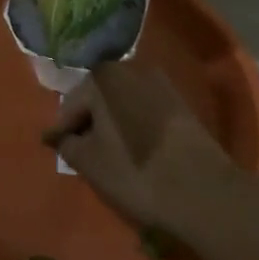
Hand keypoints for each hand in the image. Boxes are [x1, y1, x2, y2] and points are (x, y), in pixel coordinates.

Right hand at [43, 62, 237, 240]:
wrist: (204, 191)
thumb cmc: (136, 171)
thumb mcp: (89, 162)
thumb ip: (67, 144)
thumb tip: (63, 137)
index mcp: (102, 76)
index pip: (71, 104)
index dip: (62, 130)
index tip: (55, 148)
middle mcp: (129, 69)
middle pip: (97, 99)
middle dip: (88, 123)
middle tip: (81, 152)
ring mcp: (159, 83)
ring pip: (122, 104)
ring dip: (112, 124)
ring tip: (109, 154)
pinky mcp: (180, 103)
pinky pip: (144, 111)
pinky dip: (134, 126)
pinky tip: (135, 150)